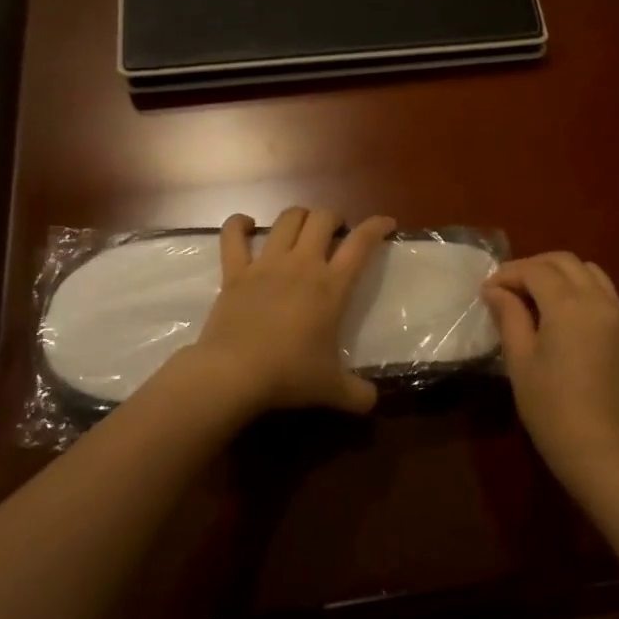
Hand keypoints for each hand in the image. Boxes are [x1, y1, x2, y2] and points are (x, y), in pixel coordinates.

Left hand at [185, 207, 395, 416]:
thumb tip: (373, 401)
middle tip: (337, 234)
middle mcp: (302, 264)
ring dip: (299, 217)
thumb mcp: (332, 389)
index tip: (386, 223)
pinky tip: (247, 225)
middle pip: (322, 218)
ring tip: (303, 228)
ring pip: (287, 219)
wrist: (233, 374)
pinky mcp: (234, 271)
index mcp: (331, 286)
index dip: (376, 226)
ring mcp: (266, 264)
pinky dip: (238, 224)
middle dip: (334, 218)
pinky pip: (232, 235)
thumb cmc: (289, 375)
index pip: (361, 243)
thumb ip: (358, 394)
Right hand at [481, 252, 618, 476]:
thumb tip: (495, 290)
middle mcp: (599, 301)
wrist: (598, 447)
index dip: (509, 274)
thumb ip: (509, 316)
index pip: (536, 271)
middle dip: (534, 267)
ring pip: (591, 273)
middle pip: (565, 262)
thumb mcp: (519, 359)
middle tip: (509, 288)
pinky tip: (565, 316)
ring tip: (537, 296)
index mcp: (569, 305)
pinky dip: (583, 291)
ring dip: (561, 274)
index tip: (488, 290)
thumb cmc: (549, 406)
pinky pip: (606, 295)